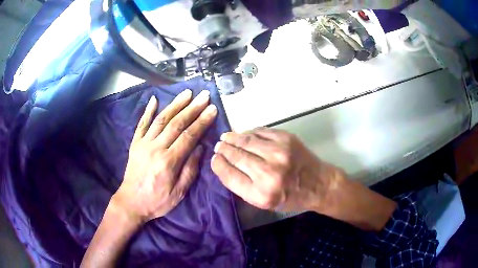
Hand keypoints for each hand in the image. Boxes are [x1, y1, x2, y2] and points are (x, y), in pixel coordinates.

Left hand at [113, 90, 216, 223]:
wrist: (131, 202)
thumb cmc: (157, 201)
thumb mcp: (179, 192)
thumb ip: (190, 170)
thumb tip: (200, 148)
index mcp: (169, 162)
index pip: (189, 136)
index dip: (202, 121)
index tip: (212, 109)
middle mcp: (156, 148)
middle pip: (177, 123)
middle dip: (192, 108)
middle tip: (204, 96)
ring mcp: (143, 143)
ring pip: (161, 119)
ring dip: (175, 104)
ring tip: (187, 93)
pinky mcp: (135, 143)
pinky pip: (142, 124)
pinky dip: (148, 111)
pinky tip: (154, 99)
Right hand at [211, 128, 345, 211]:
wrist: (318, 184)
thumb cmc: (291, 197)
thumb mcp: (264, 203)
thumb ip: (243, 186)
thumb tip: (224, 165)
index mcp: (261, 194)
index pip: (229, 175)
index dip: (218, 165)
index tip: (214, 159)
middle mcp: (268, 173)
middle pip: (236, 156)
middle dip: (223, 149)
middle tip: (218, 146)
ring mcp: (278, 152)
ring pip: (246, 140)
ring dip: (232, 138)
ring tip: (225, 138)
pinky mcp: (286, 139)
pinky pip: (260, 132)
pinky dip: (248, 133)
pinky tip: (243, 135)